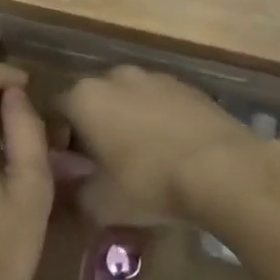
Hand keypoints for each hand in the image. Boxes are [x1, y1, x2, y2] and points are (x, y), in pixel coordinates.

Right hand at [58, 66, 261, 217]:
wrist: (225, 169)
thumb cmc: (150, 183)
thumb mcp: (100, 203)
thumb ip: (74, 192)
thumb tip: (69, 186)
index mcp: (84, 97)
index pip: (55, 110)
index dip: (57, 138)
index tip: (70, 165)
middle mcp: (114, 76)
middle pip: (92, 100)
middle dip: (92, 126)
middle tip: (102, 162)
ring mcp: (154, 76)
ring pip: (127, 98)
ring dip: (126, 120)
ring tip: (140, 156)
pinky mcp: (188, 86)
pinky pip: (159, 102)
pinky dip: (158, 119)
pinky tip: (171, 149)